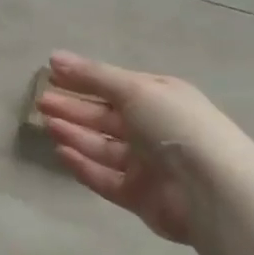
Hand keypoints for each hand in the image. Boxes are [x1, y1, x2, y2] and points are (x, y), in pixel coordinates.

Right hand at [37, 51, 253, 243]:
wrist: (211, 189)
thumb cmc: (175, 125)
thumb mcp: (135, 89)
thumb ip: (94, 76)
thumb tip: (54, 57)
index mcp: (160, 98)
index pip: (115, 86)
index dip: (84, 79)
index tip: (51, 74)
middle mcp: (153, 129)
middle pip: (105, 117)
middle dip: (74, 108)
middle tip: (42, 101)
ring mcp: (146, 165)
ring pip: (102, 147)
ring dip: (74, 134)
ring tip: (47, 123)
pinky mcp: (139, 197)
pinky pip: (104, 178)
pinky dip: (83, 165)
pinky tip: (61, 152)